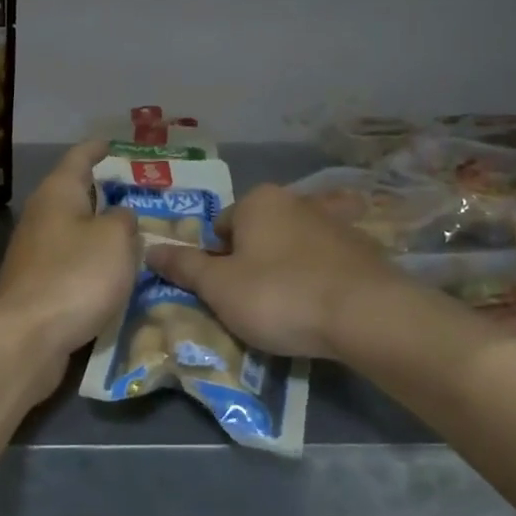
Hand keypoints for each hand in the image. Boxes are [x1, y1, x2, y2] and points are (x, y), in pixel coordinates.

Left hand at [0, 142, 139, 364]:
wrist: (26, 338)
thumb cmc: (75, 276)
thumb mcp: (115, 240)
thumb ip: (125, 221)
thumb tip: (119, 217)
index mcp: (57, 193)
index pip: (79, 158)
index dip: (97, 149)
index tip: (113, 143)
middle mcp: (41, 216)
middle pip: (74, 194)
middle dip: (103, 192)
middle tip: (137, 192)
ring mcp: (35, 252)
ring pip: (74, 230)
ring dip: (99, 230)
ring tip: (133, 232)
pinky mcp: (37, 284)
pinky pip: (71, 261)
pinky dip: (92, 260)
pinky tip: (113, 272)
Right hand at [145, 183, 405, 358]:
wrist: (366, 314)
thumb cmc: (279, 295)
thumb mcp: (219, 287)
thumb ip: (184, 267)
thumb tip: (149, 249)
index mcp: (258, 201)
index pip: (221, 228)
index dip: (216, 262)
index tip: (225, 293)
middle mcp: (297, 201)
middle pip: (259, 234)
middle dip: (253, 263)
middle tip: (254, 303)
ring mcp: (335, 223)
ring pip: (295, 246)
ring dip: (288, 269)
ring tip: (290, 308)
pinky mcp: (365, 249)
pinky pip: (329, 261)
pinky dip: (321, 278)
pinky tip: (323, 305)